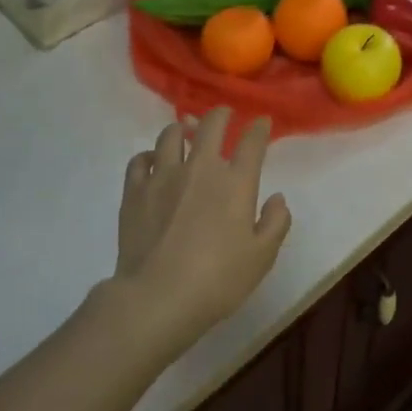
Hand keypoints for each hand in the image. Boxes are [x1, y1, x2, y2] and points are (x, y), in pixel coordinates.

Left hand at [106, 108, 291, 354]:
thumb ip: (275, 223)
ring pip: (170, 136)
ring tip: (185, 132)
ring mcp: (163, 177)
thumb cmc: (218, 279)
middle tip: (224, 114)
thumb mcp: (262, 257)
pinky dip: (149, 156)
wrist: (158, 297)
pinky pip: (140, 161)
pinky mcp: (134, 192)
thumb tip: (277, 199)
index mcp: (236, 182)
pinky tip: (152, 161)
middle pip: (210, 126)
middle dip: (220, 114)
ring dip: (181, 129)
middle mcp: (200, 169)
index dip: (259, 128)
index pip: (251, 142)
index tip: (261, 122)